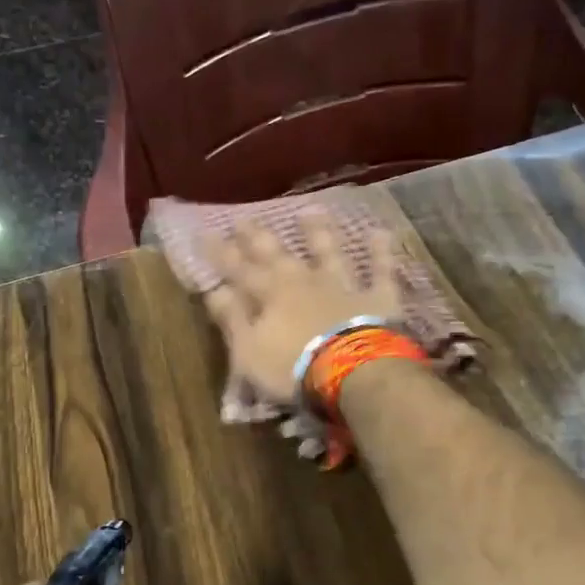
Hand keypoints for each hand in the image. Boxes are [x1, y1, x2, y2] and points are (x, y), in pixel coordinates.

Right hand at [203, 213, 404, 404]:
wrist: (351, 373)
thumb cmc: (292, 368)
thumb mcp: (248, 351)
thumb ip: (232, 319)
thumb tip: (213, 290)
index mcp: (270, 295)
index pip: (238, 270)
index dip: (220, 253)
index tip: (204, 232)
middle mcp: (304, 281)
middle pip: (277, 254)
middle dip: (257, 236)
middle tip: (243, 217)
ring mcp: (342, 286)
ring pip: (329, 252)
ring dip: (319, 232)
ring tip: (310, 210)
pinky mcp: (376, 299)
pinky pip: (380, 271)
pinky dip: (380, 252)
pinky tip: (380, 232)